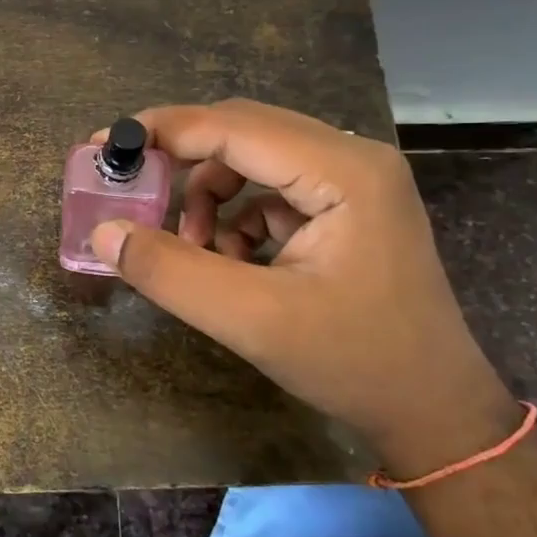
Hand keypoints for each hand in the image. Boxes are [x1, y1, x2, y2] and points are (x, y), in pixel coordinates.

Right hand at [89, 99, 517, 470]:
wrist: (432, 411)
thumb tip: (104, 232)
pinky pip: (270, 189)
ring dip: (209, 195)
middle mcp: (352, 158)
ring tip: (194, 249)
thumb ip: (171, 271)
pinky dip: (236, 216)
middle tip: (133, 190)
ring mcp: (354, 181)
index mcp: (343, 171)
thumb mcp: (251, 320)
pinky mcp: (346, 207)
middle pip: (244, 131)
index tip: (105, 145)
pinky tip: (233, 261)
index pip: (234, 126)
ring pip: (254, 159)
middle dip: (183, 161)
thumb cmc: (354, 363)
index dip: (164, 131)